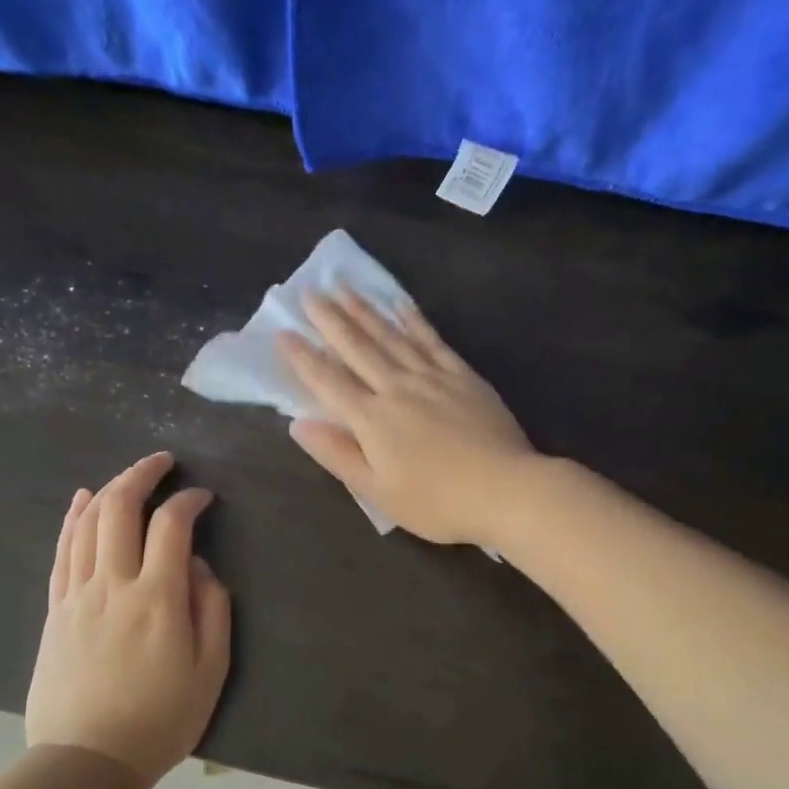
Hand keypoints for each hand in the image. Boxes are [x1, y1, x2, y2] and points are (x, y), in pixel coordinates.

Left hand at [24, 453, 230, 781]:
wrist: (87, 760)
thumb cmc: (161, 719)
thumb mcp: (211, 669)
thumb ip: (213, 609)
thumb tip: (201, 566)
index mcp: (157, 598)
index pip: (171, 526)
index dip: (189, 501)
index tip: (204, 498)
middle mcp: (113, 585)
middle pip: (120, 509)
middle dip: (142, 474)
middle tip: (164, 462)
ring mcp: (77, 595)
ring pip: (86, 523)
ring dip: (109, 489)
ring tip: (130, 475)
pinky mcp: (55, 610)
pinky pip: (61, 551)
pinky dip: (72, 518)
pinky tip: (81, 500)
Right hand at [276, 292, 537, 546]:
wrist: (505, 489)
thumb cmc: (437, 502)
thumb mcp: (378, 492)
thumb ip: (337, 455)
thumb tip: (298, 424)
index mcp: (372, 420)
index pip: (328, 382)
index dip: (303, 358)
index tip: (283, 332)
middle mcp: (397, 388)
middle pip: (357, 348)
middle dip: (330, 320)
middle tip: (309, 292)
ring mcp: (432, 377)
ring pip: (391, 336)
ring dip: (365, 310)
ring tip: (344, 287)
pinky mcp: (462, 375)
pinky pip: (431, 340)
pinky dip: (413, 319)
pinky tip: (400, 304)